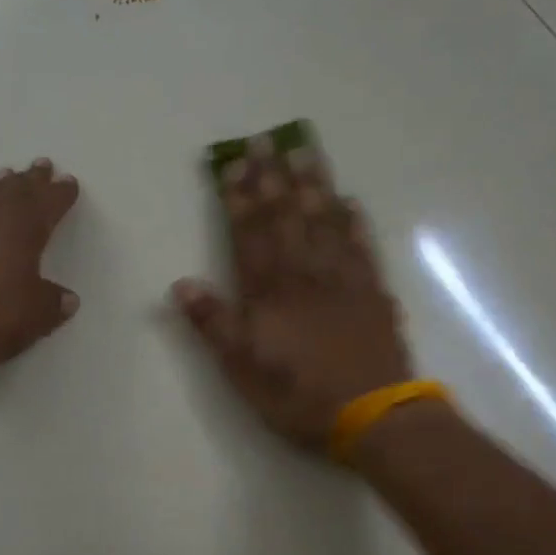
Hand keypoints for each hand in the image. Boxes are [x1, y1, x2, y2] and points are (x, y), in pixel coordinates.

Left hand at [0, 158, 80, 387]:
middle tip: (42, 167)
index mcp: (20, 225)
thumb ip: (53, 303)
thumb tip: (66, 298)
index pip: (48, 202)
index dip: (61, 193)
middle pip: (15, 187)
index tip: (69, 184)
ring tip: (6, 180)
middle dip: (32, 179)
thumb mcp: (33, 318)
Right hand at [172, 135, 412, 447]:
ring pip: (325, 221)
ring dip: (312, 184)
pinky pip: (362, 246)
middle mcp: (304, 274)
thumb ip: (213, 324)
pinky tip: (349, 201)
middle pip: (286, 217)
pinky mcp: (373, 292)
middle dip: (272, 177)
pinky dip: (354, 221)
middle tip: (266, 140)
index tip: (234, 164)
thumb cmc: (298, 395)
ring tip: (304, 150)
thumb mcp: (241, 369)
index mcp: (268, 292)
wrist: (371, 415)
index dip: (239, 198)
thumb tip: (182, 284)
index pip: (250, 234)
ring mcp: (343, 279)